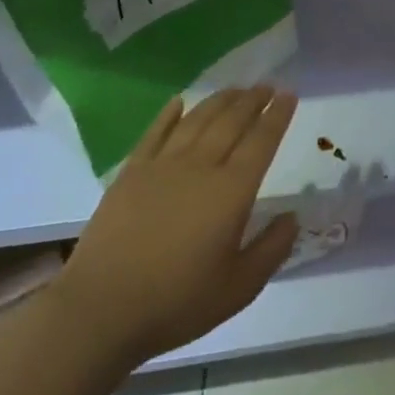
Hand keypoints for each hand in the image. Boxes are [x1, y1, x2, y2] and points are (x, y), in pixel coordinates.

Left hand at [52, 87, 299, 375]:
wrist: (101, 309)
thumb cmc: (176, 302)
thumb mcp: (239, 288)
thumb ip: (272, 249)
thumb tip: (293, 218)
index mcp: (231, 191)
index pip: (262, 141)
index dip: (277, 116)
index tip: (289, 95)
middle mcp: (201, 167)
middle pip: (231, 122)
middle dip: (252, 100)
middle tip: (267, 85)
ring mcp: (162, 166)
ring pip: (198, 120)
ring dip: (220, 100)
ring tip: (235, 89)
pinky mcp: (131, 173)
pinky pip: (155, 133)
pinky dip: (170, 114)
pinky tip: (179, 102)